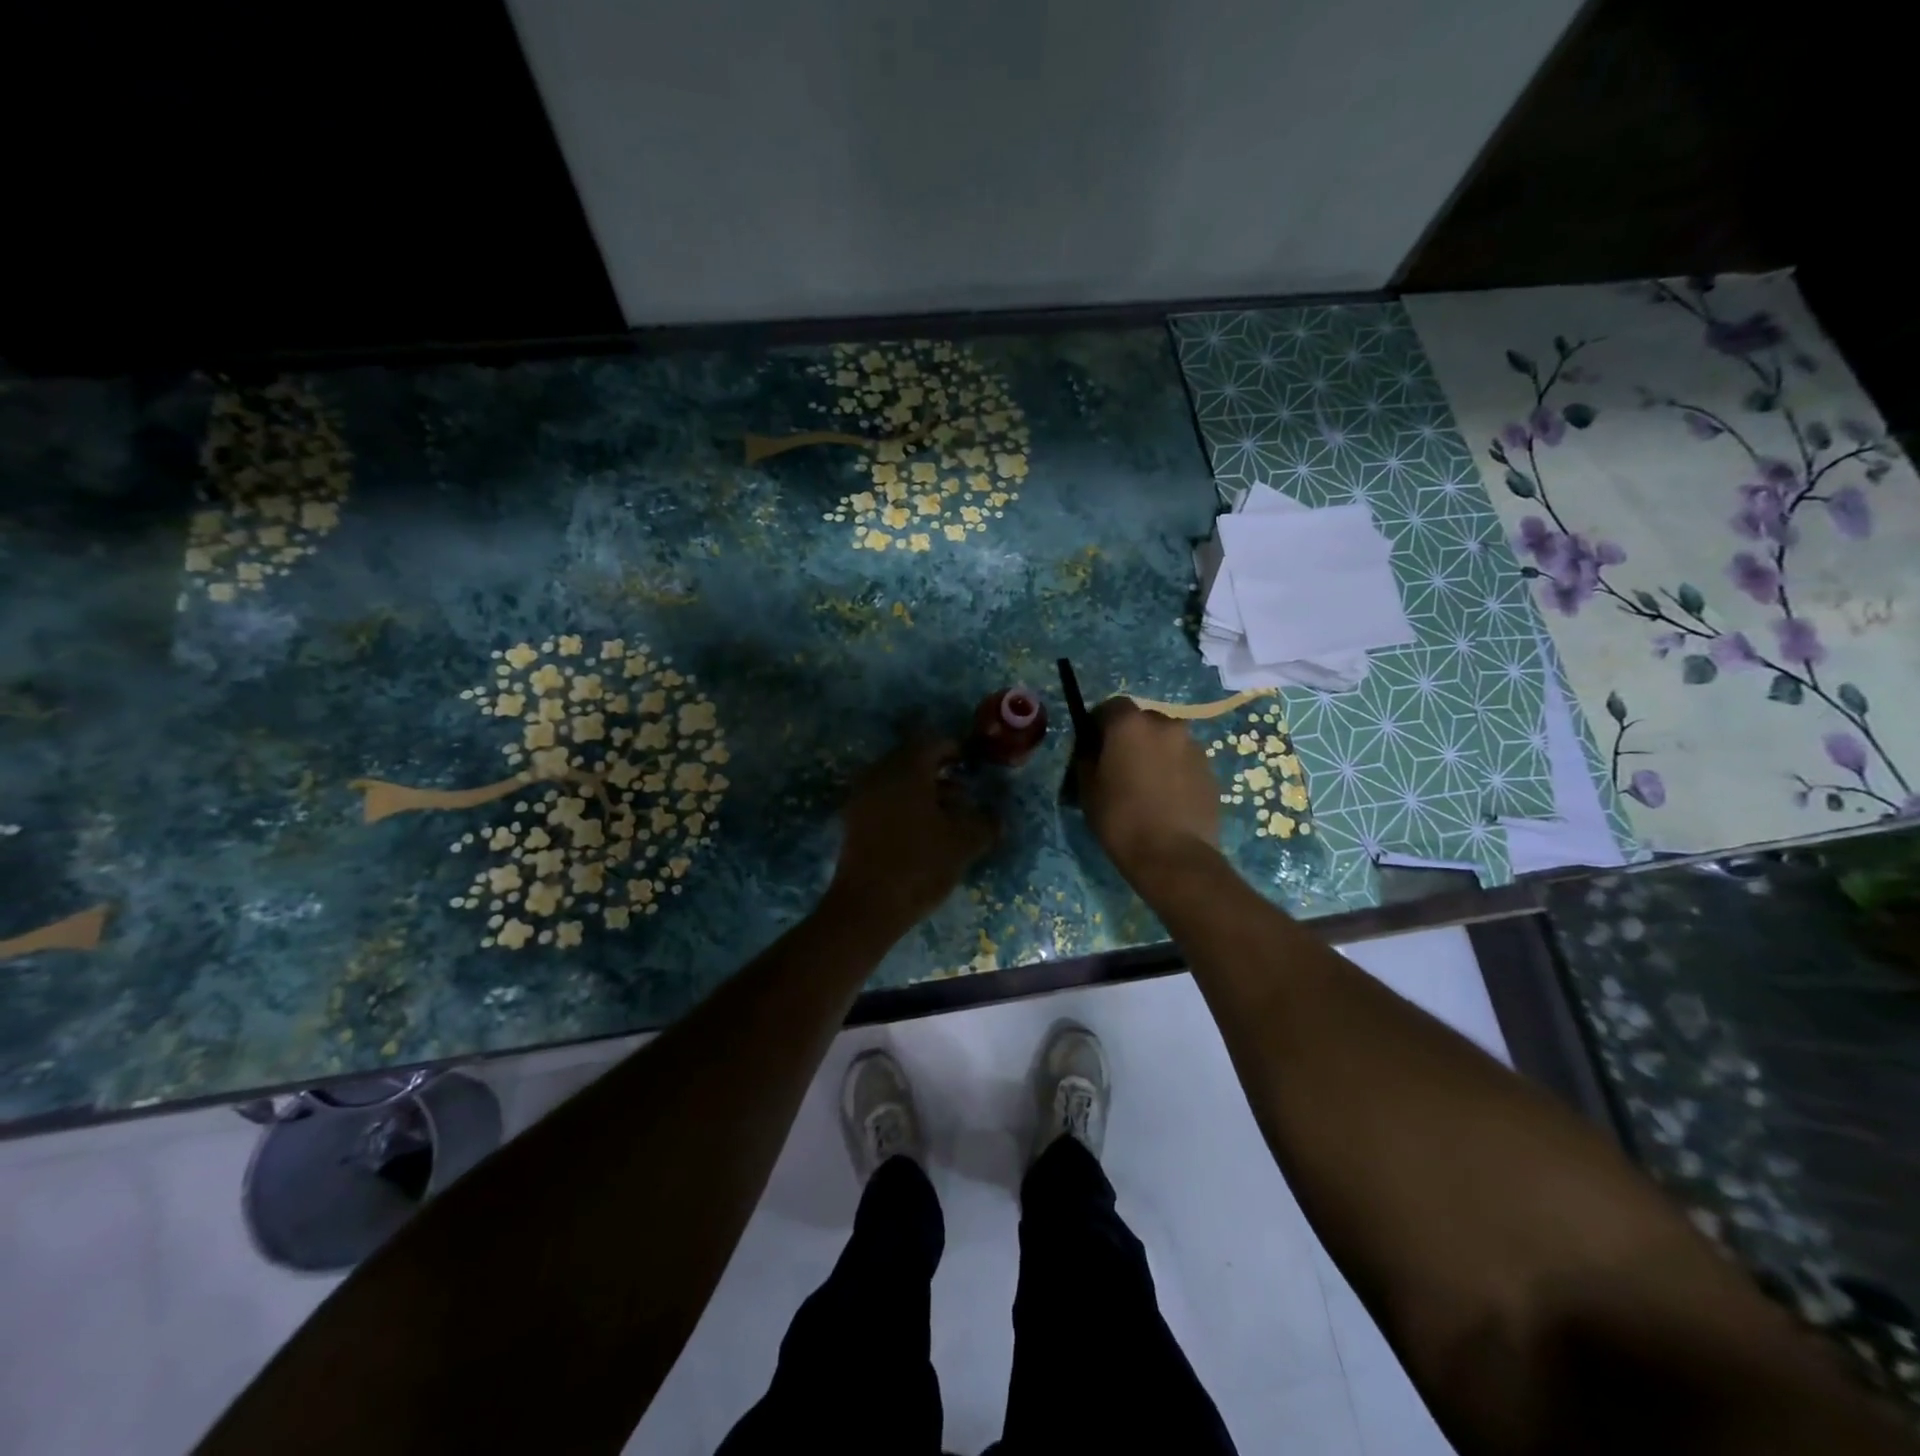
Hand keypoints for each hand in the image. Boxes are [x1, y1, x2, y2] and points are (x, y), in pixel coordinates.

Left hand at [829, 738, 998, 932]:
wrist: (868, 906)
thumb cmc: (920, 865)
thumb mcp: (963, 844)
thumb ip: (984, 824)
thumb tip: (997, 818)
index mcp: (906, 769)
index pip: (932, 743)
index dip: (954, 750)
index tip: (971, 763)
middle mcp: (879, 774)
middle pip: (911, 761)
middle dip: (938, 772)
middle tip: (962, 791)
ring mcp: (861, 797)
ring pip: (896, 781)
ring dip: (922, 791)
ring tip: (948, 815)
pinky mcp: (853, 821)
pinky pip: (883, 800)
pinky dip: (903, 806)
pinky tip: (922, 830)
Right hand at [1076, 699, 1219, 877]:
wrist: (1174, 856)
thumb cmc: (1121, 819)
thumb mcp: (1087, 788)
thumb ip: (1087, 757)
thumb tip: (1092, 747)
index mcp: (1130, 724)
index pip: (1111, 706)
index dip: (1099, 723)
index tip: (1093, 745)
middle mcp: (1165, 724)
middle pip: (1142, 720)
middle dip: (1130, 736)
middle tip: (1120, 766)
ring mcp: (1193, 746)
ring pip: (1166, 740)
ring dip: (1154, 752)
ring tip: (1145, 785)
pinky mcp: (1210, 769)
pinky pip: (1184, 760)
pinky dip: (1173, 770)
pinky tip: (1166, 798)